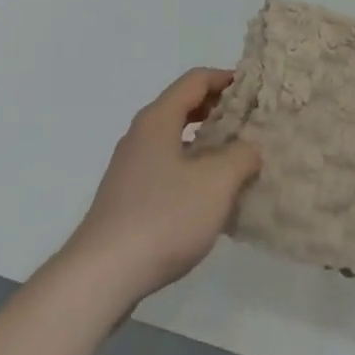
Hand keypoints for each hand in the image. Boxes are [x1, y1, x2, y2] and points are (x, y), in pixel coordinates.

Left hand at [62, 68, 261, 307]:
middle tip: (248, 121)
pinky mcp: (126, 197)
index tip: (253, 89)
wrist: (102, 275)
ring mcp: (129, 167)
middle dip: (216, 109)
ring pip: (173, 138)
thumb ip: (241, 157)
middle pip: (182, 106)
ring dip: (204, 141)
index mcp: (158, 119)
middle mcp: (140, 134)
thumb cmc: (163, 217)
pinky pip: (164, 166)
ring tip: (234, 158)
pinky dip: (189, 166)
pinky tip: (206, 195)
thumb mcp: (216, 183)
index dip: (225, 79)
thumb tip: (249, 148)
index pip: (195, 80)